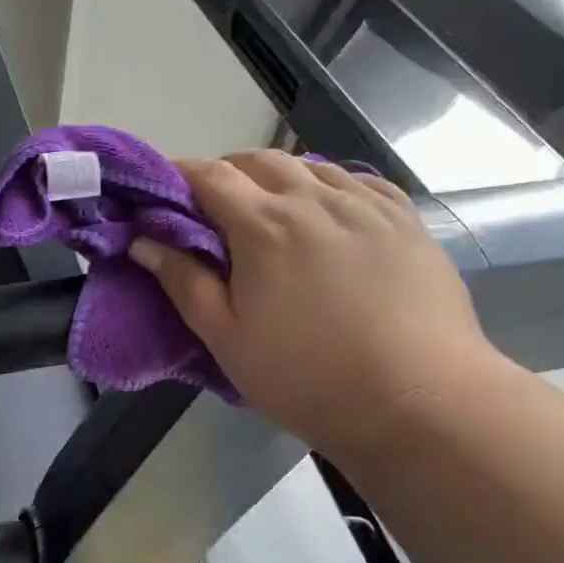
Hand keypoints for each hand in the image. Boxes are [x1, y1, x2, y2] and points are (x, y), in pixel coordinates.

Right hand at [128, 152, 498, 455]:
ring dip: (278, 178)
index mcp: (264, 225)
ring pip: (310, 165)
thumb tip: (143, 240)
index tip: (162, 192)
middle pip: (258, 160)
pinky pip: (358, 181)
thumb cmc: (308, 377)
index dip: (179, 175)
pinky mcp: (406, 219)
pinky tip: (329, 213)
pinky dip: (329, 186)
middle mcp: (314, 198)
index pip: (209, 175)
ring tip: (271, 212)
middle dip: (226, 173)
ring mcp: (367, 204)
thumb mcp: (227, 339)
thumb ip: (183, 282)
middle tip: (213, 209)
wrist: (420, 402)